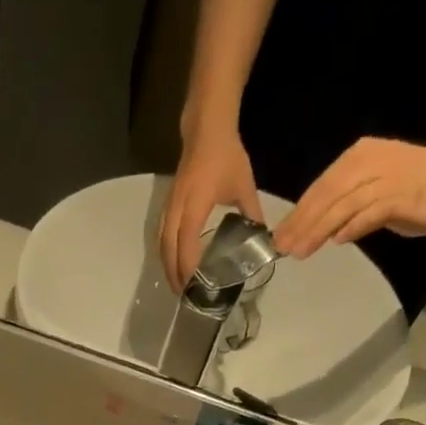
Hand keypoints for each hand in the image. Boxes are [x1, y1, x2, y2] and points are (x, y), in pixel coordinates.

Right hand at [159, 126, 262, 286]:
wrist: (205, 129)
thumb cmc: (226, 156)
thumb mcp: (244, 186)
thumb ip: (252, 214)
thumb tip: (264, 240)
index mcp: (195, 205)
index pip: (186, 242)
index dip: (188, 266)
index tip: (194, 286)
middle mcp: (177, 209)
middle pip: (168, 249)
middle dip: (174, 274)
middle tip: (184, 296)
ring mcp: (169, 207)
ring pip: (161, 244)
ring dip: (167, 267)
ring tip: (176, 285)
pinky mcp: (167, 205)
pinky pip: (161, 235)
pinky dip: (165, 254)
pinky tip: (172, 263)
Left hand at [271, 137, 425, 260]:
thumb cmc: (417, 182)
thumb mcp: (374, 193)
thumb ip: (350, 208)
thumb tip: (328, 232)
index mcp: (356, 159)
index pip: (320, 188)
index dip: (298, 213)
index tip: (279, 236)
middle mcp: (366, 164)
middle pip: (326, 196)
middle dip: (301, 224)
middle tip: (282, 247)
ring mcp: (384, 179)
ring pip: (343, 206)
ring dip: (319, 230)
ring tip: (300, 251)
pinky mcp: (401, 196)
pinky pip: (370, 213)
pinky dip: (352, 227)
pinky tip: (337, 241)